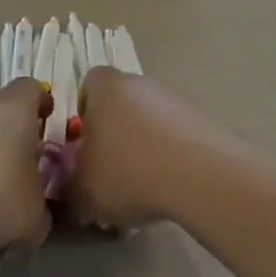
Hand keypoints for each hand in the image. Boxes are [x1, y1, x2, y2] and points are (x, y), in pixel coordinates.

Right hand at [66, 68, 230, 233]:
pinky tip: (172, 188)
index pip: (88, 86)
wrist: (199, 176)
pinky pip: (177, 137)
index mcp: (105, 87)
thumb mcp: (83, 192)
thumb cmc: (127, 172)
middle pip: (121, 105)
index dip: (85, 115)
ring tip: (145, 189)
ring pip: (151, 122)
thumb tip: (77, 193)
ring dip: (145, 148)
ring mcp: (175, 99)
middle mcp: (140, 83)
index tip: (86, 146)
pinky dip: (172, 158)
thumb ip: (72, 189)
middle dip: (115, 136)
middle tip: (112, 173)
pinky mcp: (203, 120)